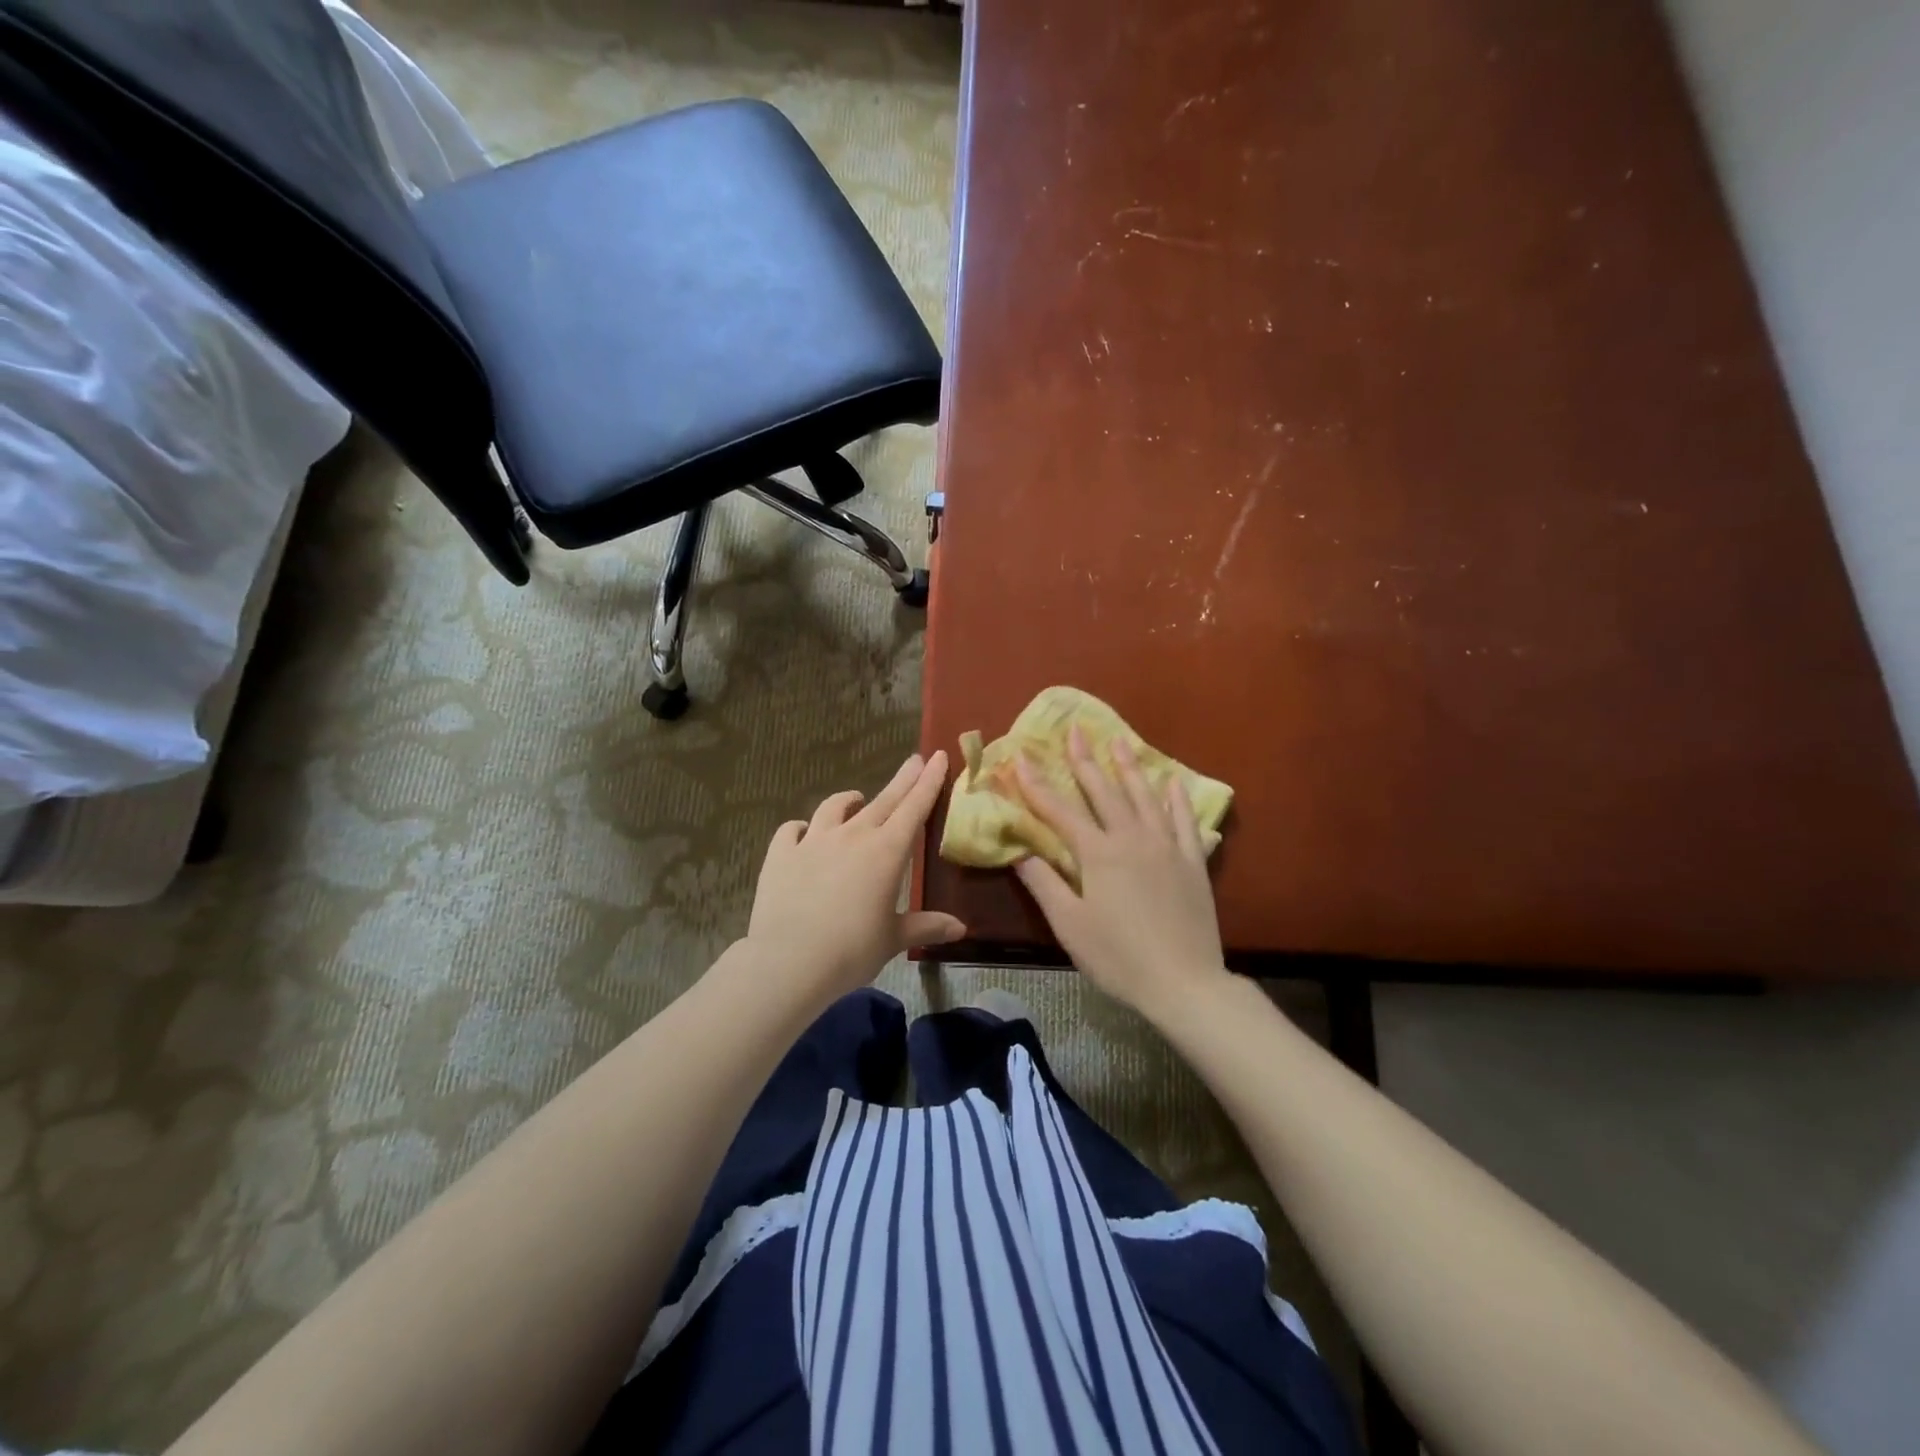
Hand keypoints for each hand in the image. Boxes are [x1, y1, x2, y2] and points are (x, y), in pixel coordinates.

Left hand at [745, 751, 966, 1004]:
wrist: (789, 962)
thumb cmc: (851, 951)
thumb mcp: (893, 939)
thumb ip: (926, 926)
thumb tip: (960, 928)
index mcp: (887, 852)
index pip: (914, 808)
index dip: (929, 781)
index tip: (937, 756)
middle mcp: (852, 836)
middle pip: (883, 800)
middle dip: (902, 779)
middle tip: (914, 760)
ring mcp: (813, 841)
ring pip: (834, 807)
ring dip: (849, 800)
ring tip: (856, 799)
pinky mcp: (780, 853)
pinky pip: (791, 830)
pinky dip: (800, 828)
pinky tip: (801, 832)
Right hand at [1014, 728, 1228, 1020]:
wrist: (1185, 983)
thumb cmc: (1118, 957)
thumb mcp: (1070, 925)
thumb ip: (1045, 884)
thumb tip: (1020, 852)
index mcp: (1098, 854)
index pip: (1059, 811)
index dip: (1036, 784)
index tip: (1020, 757)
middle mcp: (1132, 838)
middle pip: (1104, 791)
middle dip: (1085, 760)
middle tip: (1075, 729)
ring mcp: (1166, 847)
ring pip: (1144, 797)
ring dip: (1130, 767)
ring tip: (1120, 740)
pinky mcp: (1193, 862)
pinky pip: (1185, 821)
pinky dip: (1176, 799)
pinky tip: (1172, 782)